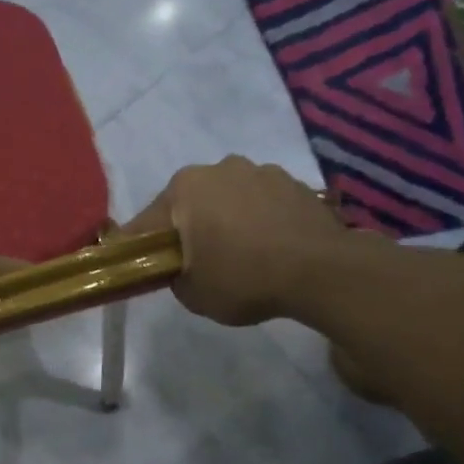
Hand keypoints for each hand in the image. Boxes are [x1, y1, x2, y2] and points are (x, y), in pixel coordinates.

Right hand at [124, 157, 353, 326]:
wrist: (323, 271)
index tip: (142, 267)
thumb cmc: (244, 278)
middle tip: (198, 264)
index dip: (141, 248)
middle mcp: (218, 168)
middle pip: (189, 204)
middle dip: (189, 229)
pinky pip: (262, 203)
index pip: (146, 223)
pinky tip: (271, 248)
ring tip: (243, 255)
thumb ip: (173, 276)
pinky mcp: (294, 182)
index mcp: (183, 189)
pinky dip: (259, 220)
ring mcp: (260, 171)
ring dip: (227, 220)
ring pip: (228, 199)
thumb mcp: (192, 294)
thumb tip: (180, 267)